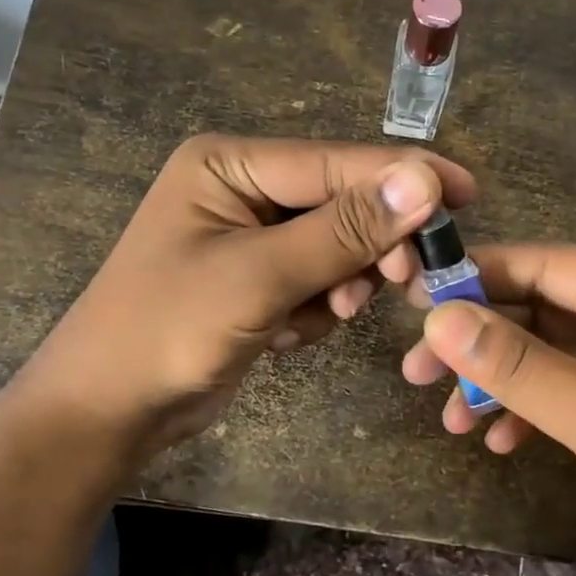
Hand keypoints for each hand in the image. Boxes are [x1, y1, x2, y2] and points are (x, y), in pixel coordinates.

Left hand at [1, 134, 474, 463]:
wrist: (107, 413)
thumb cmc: (167, 331)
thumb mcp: (259, 278)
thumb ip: (344, 229)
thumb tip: (424, 179)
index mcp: (230, 164)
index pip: (335, 162)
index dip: (403, 177)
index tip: (468, 193)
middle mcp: (243, 189)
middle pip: (341, 203)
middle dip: (369, 246)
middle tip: (406, 280)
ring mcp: (251, 236)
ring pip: (337, 246)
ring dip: (340, 284)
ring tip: (320, 315)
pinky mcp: (259, 279)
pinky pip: (318, 280)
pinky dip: (316, 308)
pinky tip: (285, 335)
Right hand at [403, 244, 575, 575]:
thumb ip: (521, 368)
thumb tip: (439, 319)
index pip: (550, 263)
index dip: (478, 277)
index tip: (413, 301)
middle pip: (545, 303)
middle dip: (483, 340)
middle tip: (416, 372)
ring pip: (552, 344)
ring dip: (501, 379)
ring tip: (450, 418)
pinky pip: (573, 379)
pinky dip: (533, 405)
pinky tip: (499, 440)